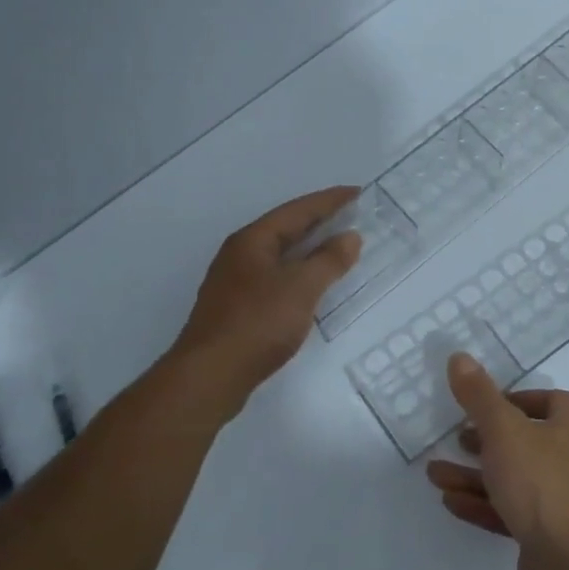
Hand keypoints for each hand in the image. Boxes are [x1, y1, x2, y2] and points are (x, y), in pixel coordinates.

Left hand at [172, 187, 361, 392]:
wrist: (211, 376)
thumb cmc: (258, 323)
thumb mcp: (301, 288)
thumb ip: (329, 260)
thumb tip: (350, 236)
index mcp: (253, 240)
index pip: (297, 210)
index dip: (329, 200)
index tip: (358, 193)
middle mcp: (240, 254)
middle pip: (286, 229)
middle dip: (320, 221)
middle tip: (353, 216)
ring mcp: (236, 282)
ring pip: (280, 255)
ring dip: (310, 249)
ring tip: (339, 247)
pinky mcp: (237, 308)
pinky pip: (276, 278)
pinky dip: (300, 274)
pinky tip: (312, 286)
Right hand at [426, 354, 568, 569]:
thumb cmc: (540, 482)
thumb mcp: (503, 430)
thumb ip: (479, 396)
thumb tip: (459, 356)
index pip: (552, 402)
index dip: (519, 399)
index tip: (487, 405)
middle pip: (528, 442)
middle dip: (488, 440)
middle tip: (458, 439)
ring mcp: (564, 503)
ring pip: (515, 480)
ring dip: (475, 476)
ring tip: (435, 474)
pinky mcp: (550, 537)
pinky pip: (512, 513)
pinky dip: (483, 504)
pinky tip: (450, 502)